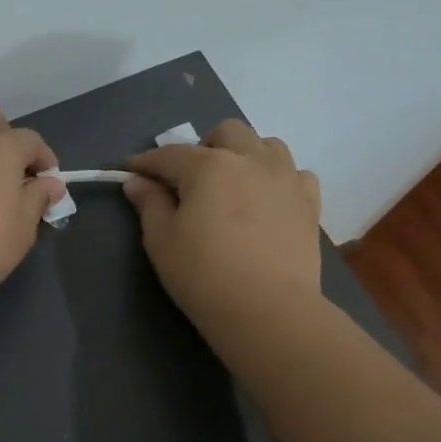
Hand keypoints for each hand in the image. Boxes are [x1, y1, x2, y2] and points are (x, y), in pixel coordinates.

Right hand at [123, 120, 321, 327]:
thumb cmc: (203, 274)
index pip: (169, 154)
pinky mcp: (309, 203)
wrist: (267, 309)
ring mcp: (286, 179)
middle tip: (190, 179)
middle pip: (226, 132)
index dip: (146, 162)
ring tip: (233, 184)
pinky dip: (279, 178)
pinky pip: (296, 174)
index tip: (131, 170)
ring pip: (267, 145)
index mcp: (209, 166)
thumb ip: (149, 204)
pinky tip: (267, 200)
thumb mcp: (161, 240)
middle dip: (204, 147)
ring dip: (245, 155)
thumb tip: (137, 182)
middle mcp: (251, 160)